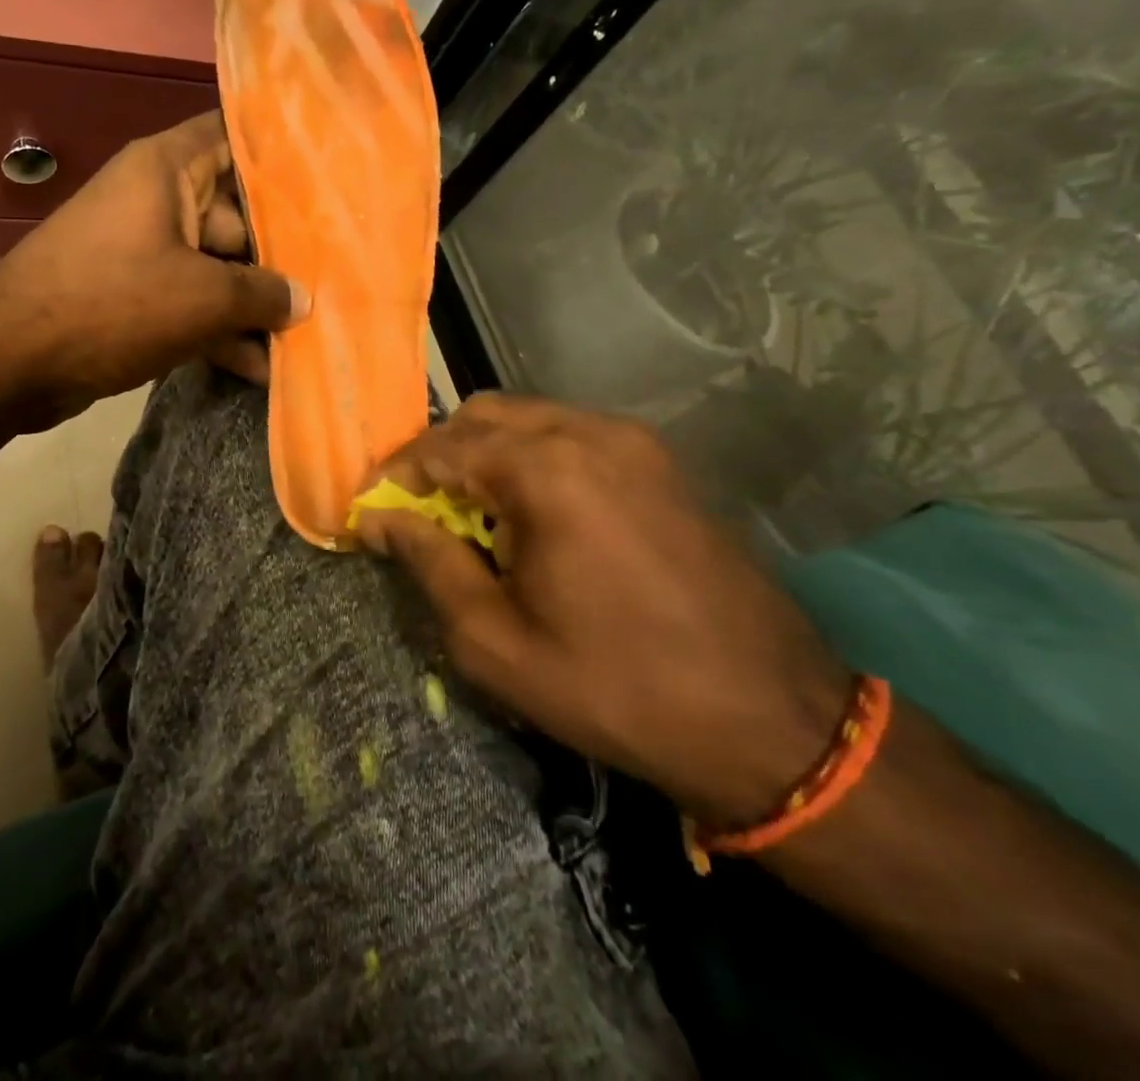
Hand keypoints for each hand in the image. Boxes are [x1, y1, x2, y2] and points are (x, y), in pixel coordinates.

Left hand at [0, 112, 307, 424]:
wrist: (10, 361)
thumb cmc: (112, 304)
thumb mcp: (202, 298)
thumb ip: (262, 293)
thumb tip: (302, 300)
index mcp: (168, 170)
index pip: (235, 138)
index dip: (284, 156)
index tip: (333, 180)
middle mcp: (156, 200)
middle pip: (237, 213)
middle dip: (281, 253)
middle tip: (336, 282)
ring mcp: (143, 251)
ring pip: (216, 267)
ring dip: (253, 305)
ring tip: (306, 337)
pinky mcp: (132, 297)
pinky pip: (189, 302)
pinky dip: (218, 330)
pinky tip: (260, 369)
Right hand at [355, 394, 850, 824]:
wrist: (772, 723)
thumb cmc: (617, 688)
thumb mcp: (495, 641)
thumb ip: (428, 562)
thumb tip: (380, 519)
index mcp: (546, 470)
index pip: (440, 448)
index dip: (393, 477)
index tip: (367, 513)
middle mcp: (589, 433)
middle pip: (482, 416)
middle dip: (437, 458)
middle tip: (417, 512)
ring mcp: (633, 442)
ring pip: (527, 420)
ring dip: (484, 457)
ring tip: (470, 517)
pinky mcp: (660, 462)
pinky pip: (571, 437)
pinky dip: (530, 460)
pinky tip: (530, 516)